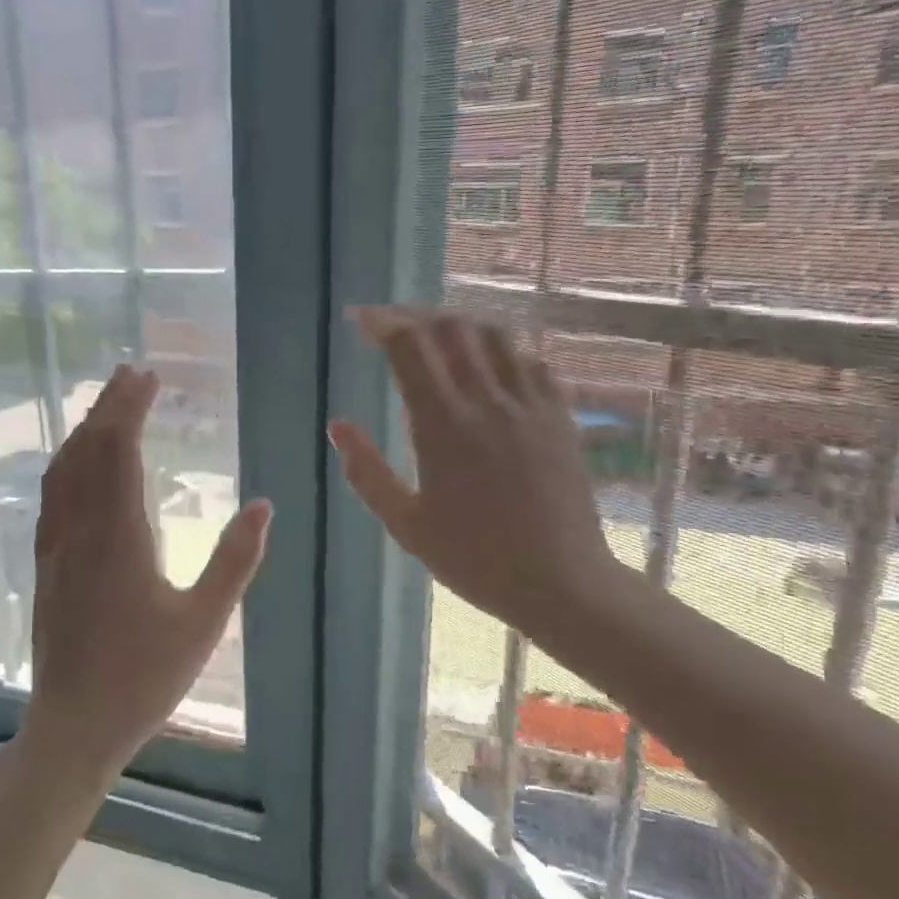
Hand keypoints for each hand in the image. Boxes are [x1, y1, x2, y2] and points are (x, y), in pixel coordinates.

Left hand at [23, 365, 271, 776]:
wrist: (75, 726)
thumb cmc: (145, 677)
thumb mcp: (204, 622)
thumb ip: (235, 561)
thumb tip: (264, 506)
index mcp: (119, 537)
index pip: (120, 452)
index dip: (131, 410)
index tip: (149, 378)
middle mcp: (80, 531)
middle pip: (88, 451)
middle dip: (108, 407)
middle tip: (130, 374)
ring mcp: (56, 547)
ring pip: (63, 471)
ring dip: (84, 431)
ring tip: (105, 406)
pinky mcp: (46, 565)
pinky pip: (52, 497)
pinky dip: (67, 464)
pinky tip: (77, 465)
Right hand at [329, 308, 619, 639]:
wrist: (561, 582)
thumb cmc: (475, 559)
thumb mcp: (406, 525)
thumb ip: (367, 472)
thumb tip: (337, 425)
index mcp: (444, 425)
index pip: (410, 347)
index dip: (381, 324)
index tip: (360, 322)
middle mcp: (488, 401)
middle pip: (451, 328)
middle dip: (415, 317)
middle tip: (394, 328)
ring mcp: (530, 404)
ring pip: (495, 335)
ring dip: (460, 326)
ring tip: (439, 339)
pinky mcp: (560, 415)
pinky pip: (531, 361)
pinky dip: (503, 351)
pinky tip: (490, 368)